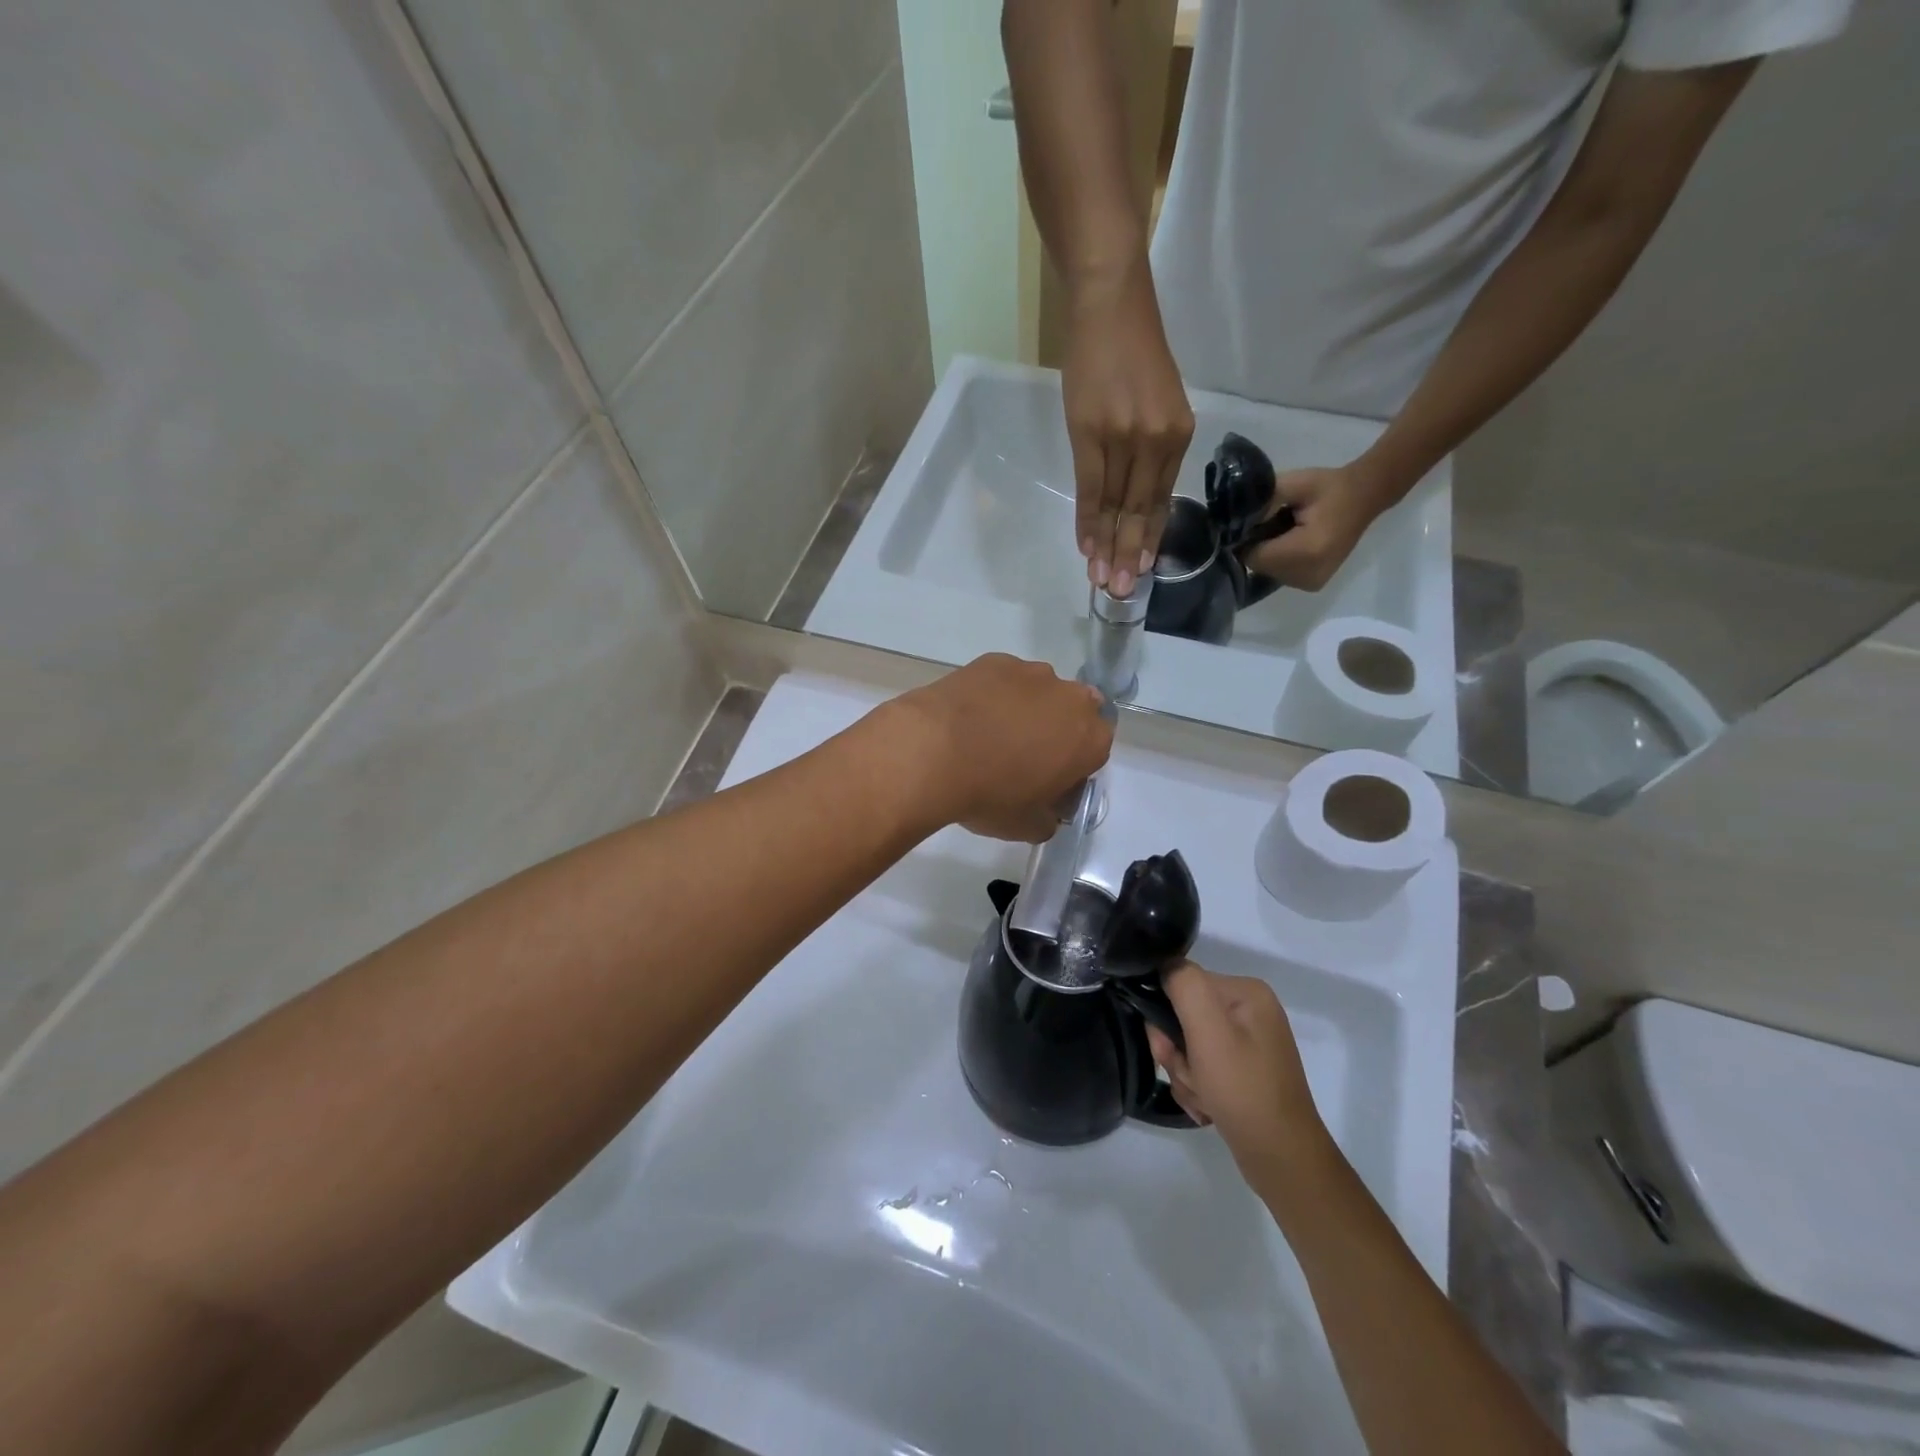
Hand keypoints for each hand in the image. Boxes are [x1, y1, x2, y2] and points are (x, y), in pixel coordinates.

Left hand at [884, 654, 1113, 842]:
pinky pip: (1003, 680)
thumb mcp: (1028, 826)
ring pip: (1038, 693)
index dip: (1072, 769)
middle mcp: (1071, 697)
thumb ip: (1048, 818)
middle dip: (1053, 732)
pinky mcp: (996, 660)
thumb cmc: (990, 794)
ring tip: (987, 735)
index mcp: (1090, 739)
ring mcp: (1032, 672)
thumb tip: (1045, 812)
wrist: (933, 751)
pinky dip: (993, 695)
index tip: (1047, 784)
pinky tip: (968, 716)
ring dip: (1024, 710)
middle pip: (1071, 715)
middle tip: (1019, 758)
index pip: (1094, 752)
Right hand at [1062, 261, 1194, 597]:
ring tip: (1103, 581)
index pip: (1160, 498)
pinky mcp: (1094, 432)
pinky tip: (1086, 546)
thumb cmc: (1131, 347)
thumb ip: (1149, 446)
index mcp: (1177, 433)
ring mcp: (1126, 437)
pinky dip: (1089, 520)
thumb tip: (1130, 491)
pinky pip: (1093, 488)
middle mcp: (1157, 440)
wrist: (1111, 302)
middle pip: (1141, 509)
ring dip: (1107, 547)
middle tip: (1122, 591)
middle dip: (1129, 553)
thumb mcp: (1154, 400)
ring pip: (1117, 506)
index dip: (1147, 537)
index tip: (1140, 569)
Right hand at [1145, 962, 1328, 1187]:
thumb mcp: (1208, 1030)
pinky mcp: (1245, 1072)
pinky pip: (1203, 1067)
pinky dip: (1198, 1087)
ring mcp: (1249, 1043)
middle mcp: (1250, 1011)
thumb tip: (1164, 965)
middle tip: (1188, 1076)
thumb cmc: (1243, 1089)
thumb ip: (1183, 984)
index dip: (1165, 1015)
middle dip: (1176, 1051)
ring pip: (1189, 1045)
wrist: (1281, 1159)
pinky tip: (1208, 1107)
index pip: (1183, 983)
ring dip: (1185, 1073)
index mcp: (1246, 992)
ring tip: (1203, 1098)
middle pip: (1184, 1016)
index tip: (1168, 1047)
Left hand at [1243, 463, 1390, 591]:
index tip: (1255, 520)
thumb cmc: (1329, 487)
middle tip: (1273, 522)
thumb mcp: (1295, 483)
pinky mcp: (1313, 585)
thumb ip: (1263, 501)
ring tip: (1285, 531)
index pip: (1253, 556)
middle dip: (1258, 545)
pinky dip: (1279, 560)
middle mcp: (1307, 575)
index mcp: (1305, 551)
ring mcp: (1311, 583)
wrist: (1366, 496)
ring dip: (1268, 554)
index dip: (1246, 538)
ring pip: (1267, 572)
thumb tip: (1236, 520)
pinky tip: (1292, 542)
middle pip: (1259, 566)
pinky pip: (1280, 574)